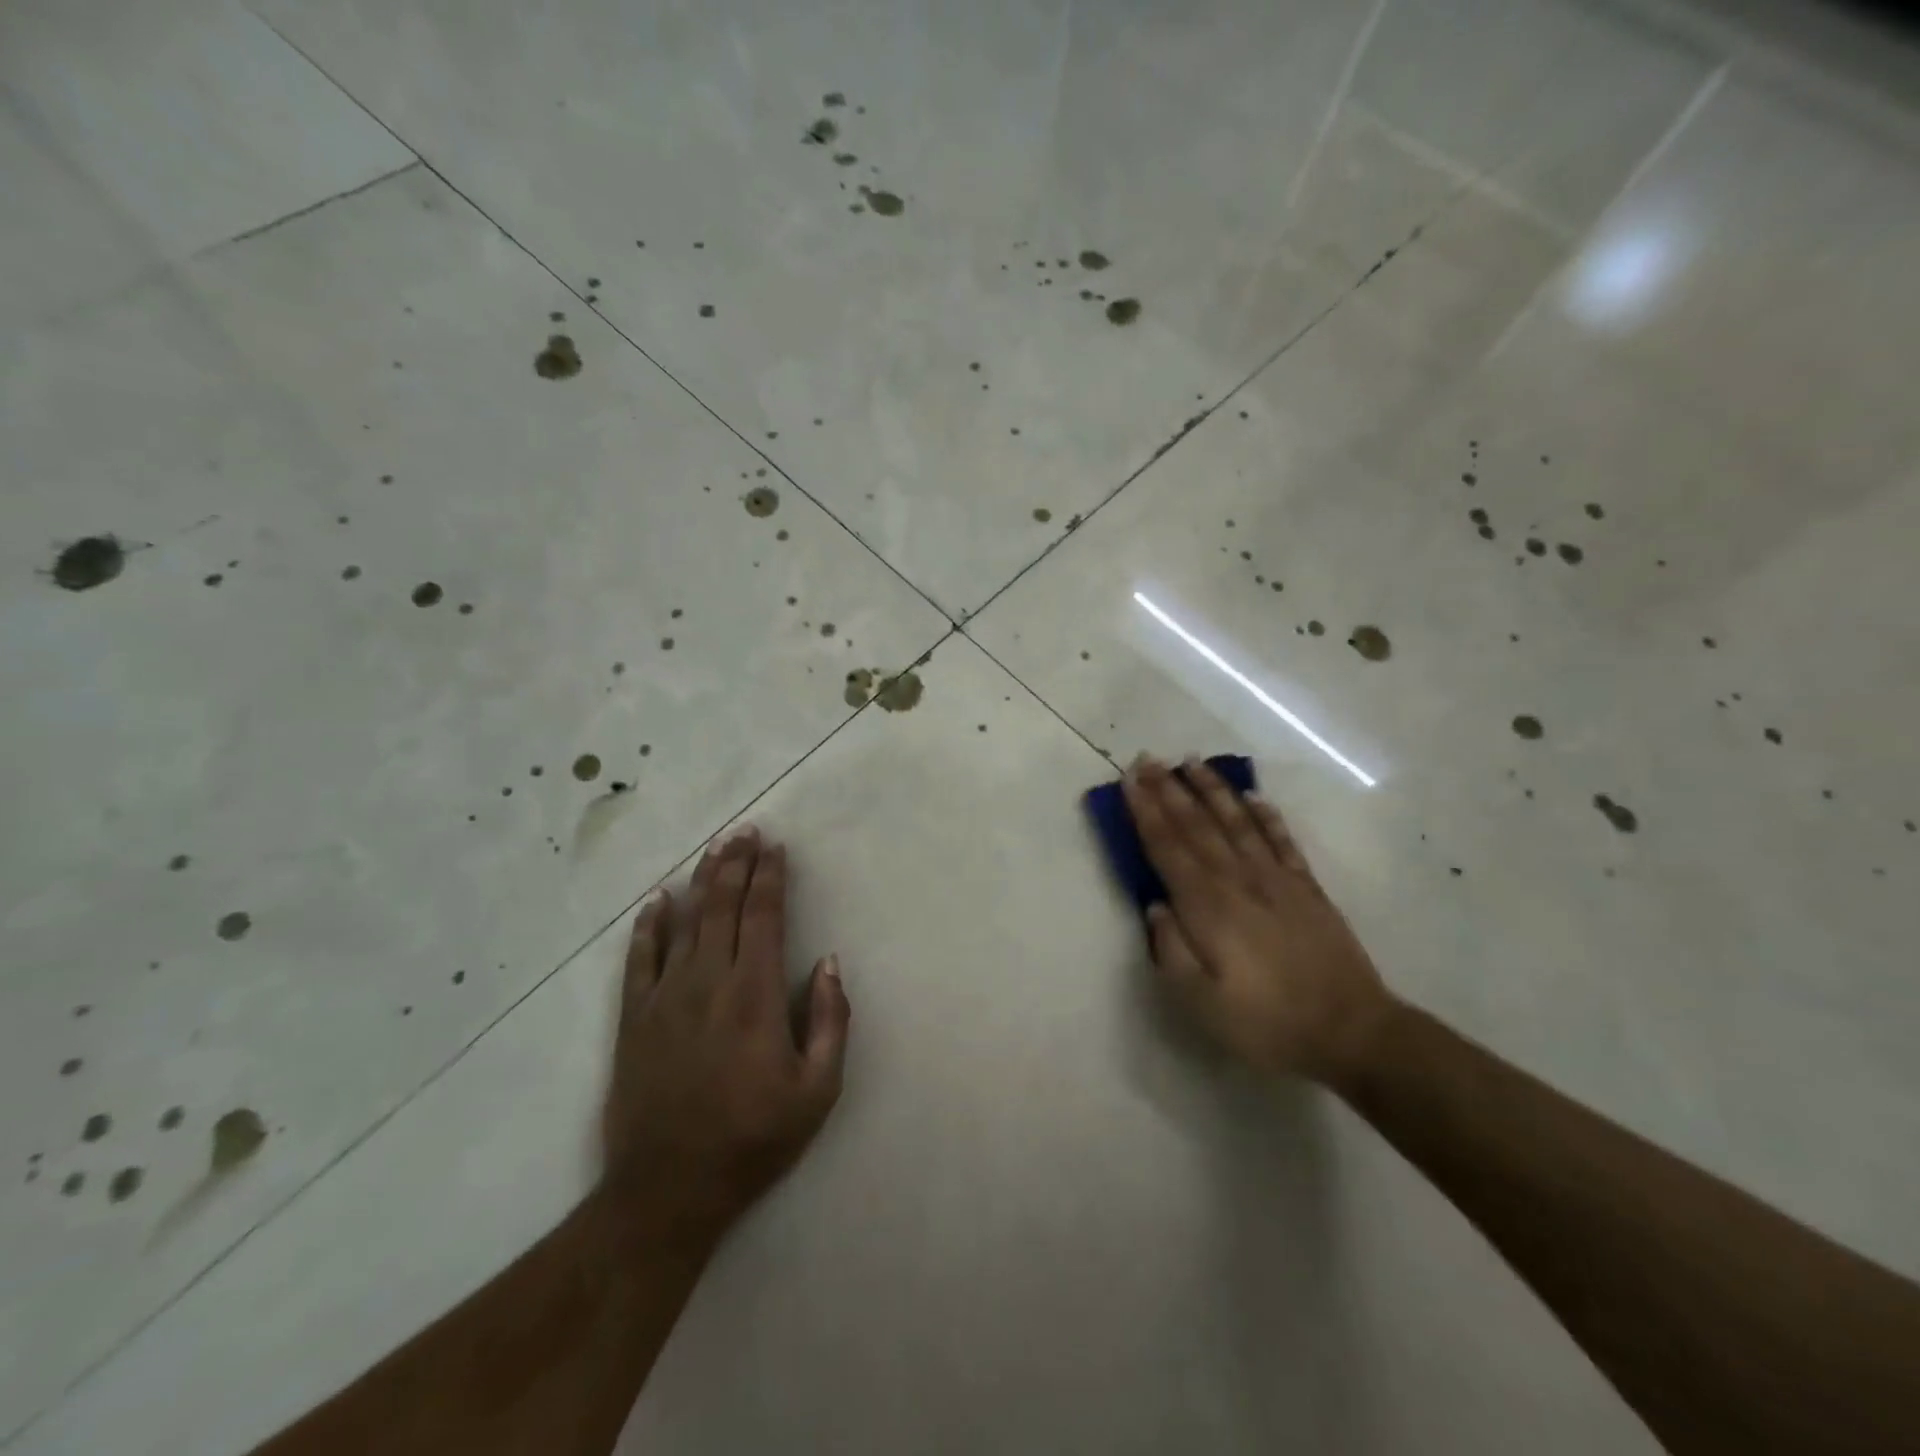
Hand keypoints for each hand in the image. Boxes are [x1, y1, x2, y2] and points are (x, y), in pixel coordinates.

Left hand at [601, 826, 850, 1243]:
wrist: (668, 1189)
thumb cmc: (753, 1139)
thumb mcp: (818, 1090)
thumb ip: (830, 1020)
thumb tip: (828, 962)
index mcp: (754, 995)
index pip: (763, 917)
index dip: (770, 877)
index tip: (776, 848)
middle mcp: (708, 982)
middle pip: (722, 907)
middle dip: (736, 864)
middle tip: (745, 832)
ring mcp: (665, 998)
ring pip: (685, 923)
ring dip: (701, 881)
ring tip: (714, 850)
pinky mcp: (634, 1019)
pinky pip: (639, 959)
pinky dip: (649, 926)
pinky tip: (657, 901)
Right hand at [1122, 755, 1395, 1087]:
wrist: (1352, 1032)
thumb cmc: (1266, 1023)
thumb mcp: (1201, 1003)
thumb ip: (1171, 951)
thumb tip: (1154, 906)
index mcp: (1207, 906)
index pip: (1167, 847)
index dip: (1144, 812)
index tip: (1128, 781)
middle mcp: (1238, 880)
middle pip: (1197, 825)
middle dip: (1168, 790)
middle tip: (1147, 759)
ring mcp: (1276, 879)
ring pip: (1237, 821)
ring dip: (1212, 790)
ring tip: (1191, 762)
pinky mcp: (1307, 888)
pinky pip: (1282, 840)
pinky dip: (1266, 815)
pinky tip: (1253, 796)